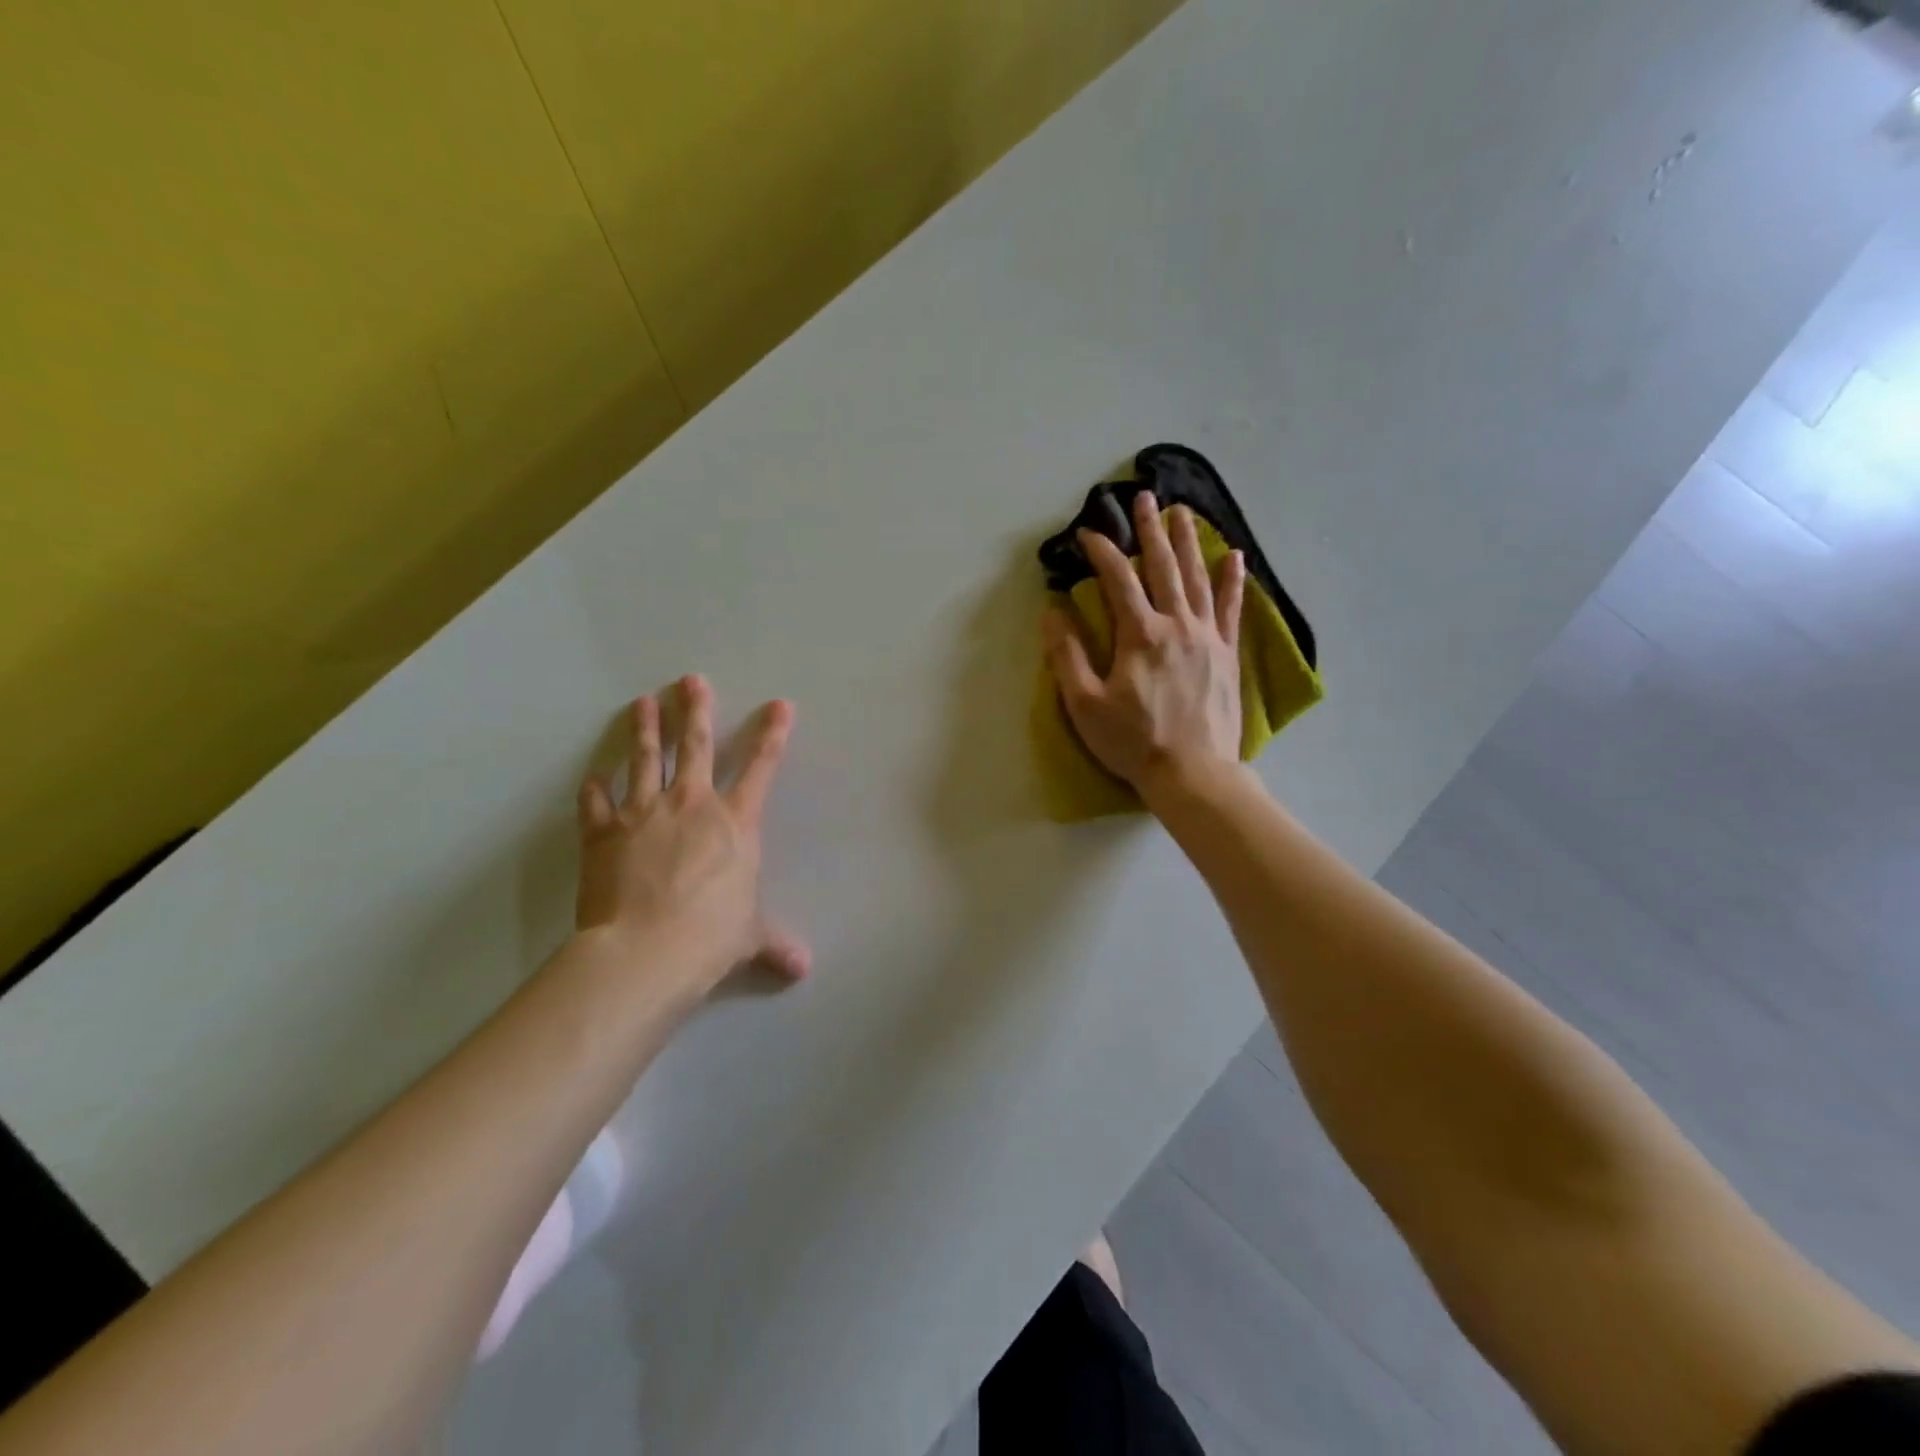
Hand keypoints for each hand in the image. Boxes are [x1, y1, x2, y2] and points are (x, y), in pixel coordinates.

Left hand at [574, 675, 808, 1004]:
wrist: (646, 949)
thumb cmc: (710, 937)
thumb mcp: (749, 938)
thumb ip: (774, 944)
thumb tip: (802, 968)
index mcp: (736, 823)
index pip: (762, 768)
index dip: (773, 734)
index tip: (780, 705)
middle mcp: (693, 805)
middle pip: (697, 746)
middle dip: (697, 710)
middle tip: (691, 680)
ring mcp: (644, 813)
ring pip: (647, 760)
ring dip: (646, 729)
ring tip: (643, 702)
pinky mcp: (604, 833)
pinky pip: (597, 803)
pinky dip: (595, 790)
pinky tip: (593, 778)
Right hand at [1043, 494, 1245, 800]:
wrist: (1193, 774)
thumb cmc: (1133, 742)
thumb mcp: (1085, 704)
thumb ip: (1067, 656)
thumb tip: (1052, 612)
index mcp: (1140, 635)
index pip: (1119, 579)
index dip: (1101, 552)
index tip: (1086, 533)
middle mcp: (1177, 625)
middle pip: (1163, 566)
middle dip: (1150, 530)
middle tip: (1144, 497)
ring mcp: (1207, 637)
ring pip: (1197, 578)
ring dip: (1187, 543)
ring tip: (1182, 512)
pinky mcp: (1227, 654)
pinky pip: (1232, 608)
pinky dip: (1233, 580)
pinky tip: (1234, 555)